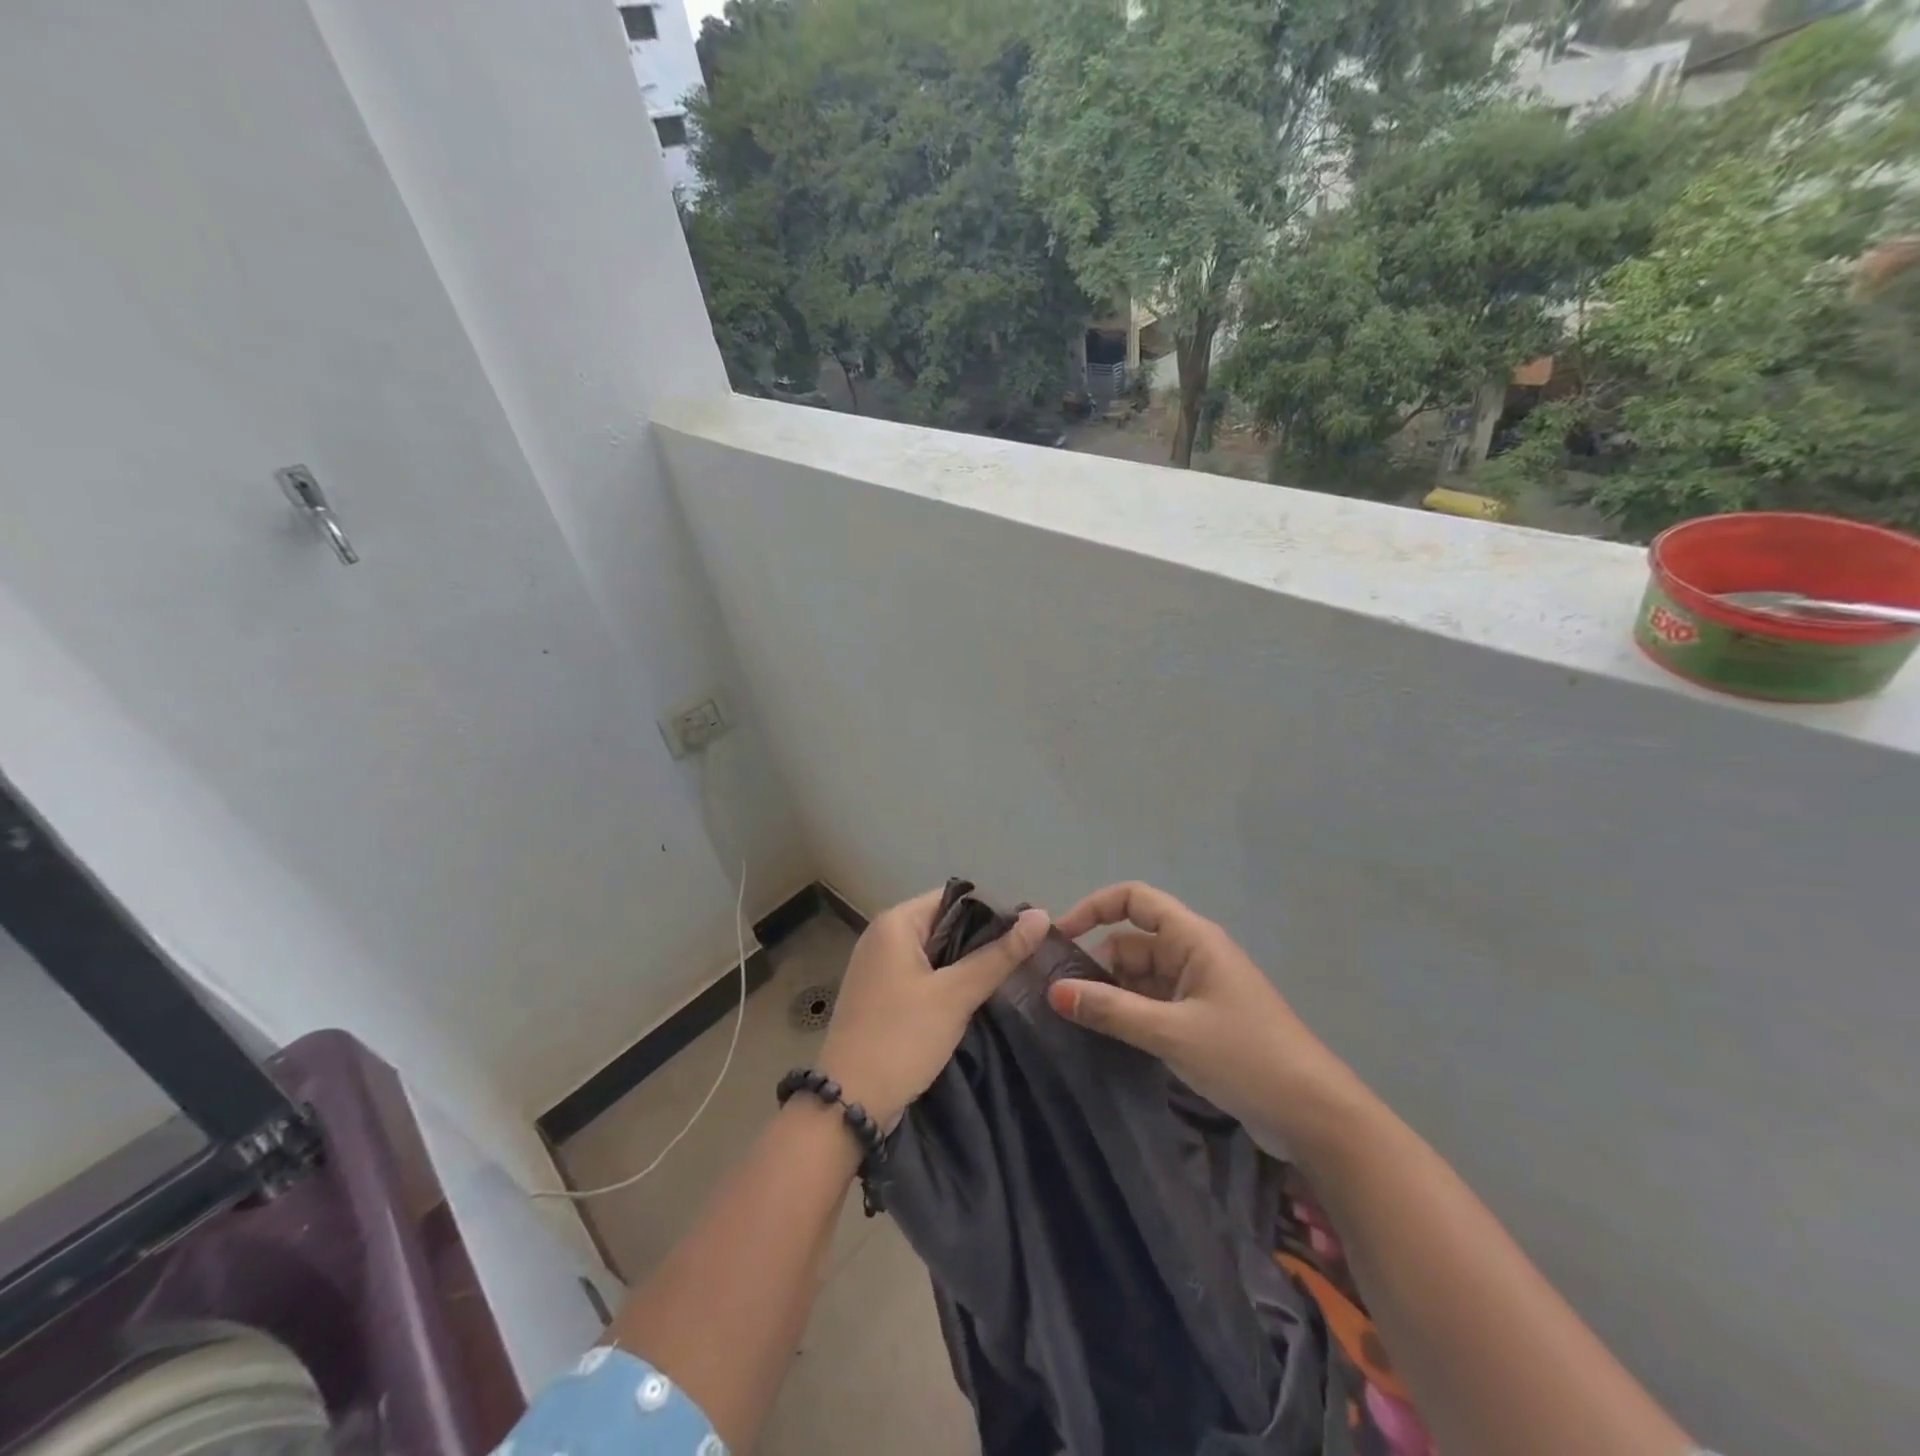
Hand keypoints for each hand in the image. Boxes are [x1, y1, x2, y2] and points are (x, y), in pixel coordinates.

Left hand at [819, 889, 1048, 1131]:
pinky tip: (975, 998)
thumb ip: (998, 955)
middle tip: (1024, 958)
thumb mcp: (955, 995)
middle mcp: (882, 936)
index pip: (954, 898)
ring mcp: (879, 967)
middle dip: (982, 940)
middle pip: (944, 923)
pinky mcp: (881, 995)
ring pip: (935, 953)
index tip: (1027, 934)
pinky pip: (922, 975)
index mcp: (895, 923)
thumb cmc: (901, 1038)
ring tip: (1008, 976)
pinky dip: (947, 983)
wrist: (848, 1104)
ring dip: (966, 964)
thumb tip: (1041, 915)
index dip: (992, 911)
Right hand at [1047, 882, 1350, 1144]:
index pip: (1133, 899)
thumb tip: (1053, 991)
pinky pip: (1152, 1003)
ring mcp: (1197, 988)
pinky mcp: (1200, 1020)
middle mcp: (1192, 953)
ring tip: (1071, 1021)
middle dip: (1096, 965)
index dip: (1094, 908)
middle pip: (1131, 942)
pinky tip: (1104, 1038)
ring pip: (1139, 976)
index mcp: (1192, 938)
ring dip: (1110, 994)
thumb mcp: (1171, 1032)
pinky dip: (1128, 1015)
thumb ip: (1110, 1010)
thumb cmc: (1245, 1057)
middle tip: (1057, 999)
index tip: (1060, 938)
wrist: (1314, 1114)